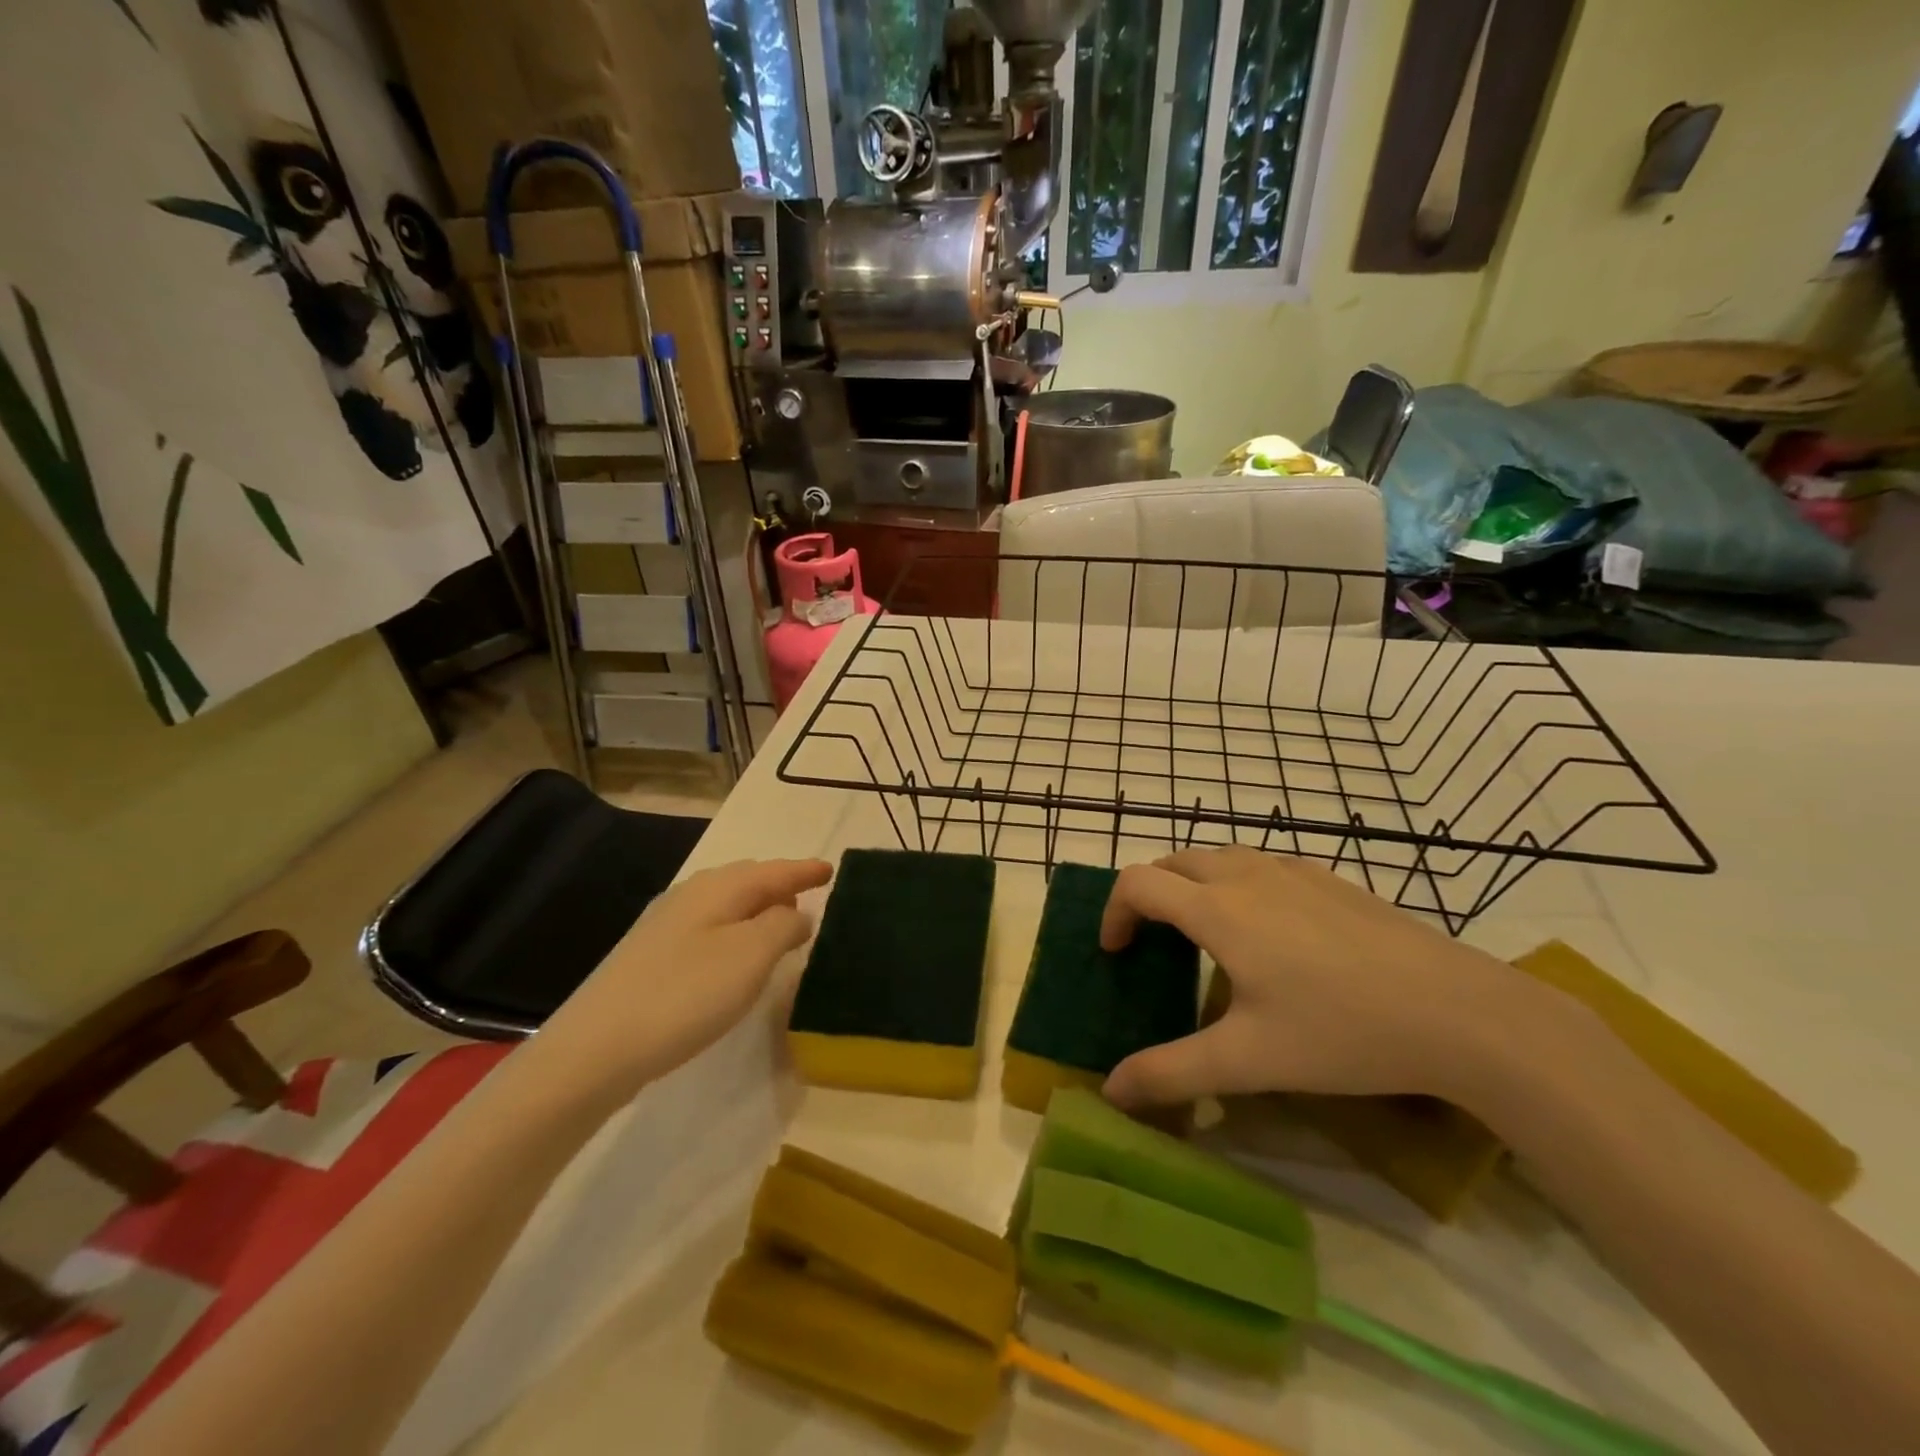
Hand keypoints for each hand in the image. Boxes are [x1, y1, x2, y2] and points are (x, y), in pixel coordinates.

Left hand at [540, 858, 832, 1099]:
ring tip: (780, 922)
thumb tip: (796, 913)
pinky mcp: (651, 957)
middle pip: (747, 880)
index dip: (805, 870)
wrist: (595, 1049)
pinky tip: (735, 954)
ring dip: (757, 908)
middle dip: (780, 884)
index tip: (831, 870)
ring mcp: (666, 925)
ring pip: (726, 904)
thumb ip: (783, 926)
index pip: (774, 870)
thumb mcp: (751, 956)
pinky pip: (709, 928)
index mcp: (719, 888)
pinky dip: (735, 930)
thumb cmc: (686, 993)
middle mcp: (691, 895)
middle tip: (809, 893)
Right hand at [1099, 847, 1570, 1109]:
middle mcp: (1247, 874)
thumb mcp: (1248, 1062)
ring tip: (1205, 937)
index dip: (1114, 912)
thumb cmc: (1342, 1032)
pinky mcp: (1330, 878)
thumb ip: (1171, 1073)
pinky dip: (1236, 885)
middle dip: (1149, 895)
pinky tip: (1271, 935)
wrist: (1461, 1012)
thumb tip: (1111, 1090)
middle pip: (1173, 861)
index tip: (1116, 953)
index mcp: (1218, 909)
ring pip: (1218, 858)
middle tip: (1153, 945)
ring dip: (1192, 886)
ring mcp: (1293, 870)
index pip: (1138, 883)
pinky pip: (1261, 866)